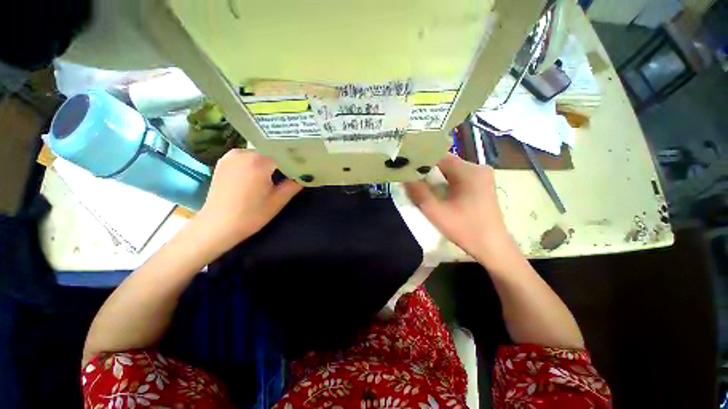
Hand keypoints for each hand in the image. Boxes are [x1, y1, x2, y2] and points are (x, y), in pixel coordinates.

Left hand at [194, 149, 301, 252]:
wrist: (218, 226)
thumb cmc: (251, 215)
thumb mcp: (279, 200)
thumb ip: (294, 184)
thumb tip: (306, 174)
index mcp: (259, 161)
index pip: (284, 154)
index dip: (295, 161)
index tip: (302, 168)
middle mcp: (244, 152)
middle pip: (271, 152)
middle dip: (282, 162)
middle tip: (291, 174)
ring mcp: (231, 155)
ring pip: (259, 154)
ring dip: (269, 163)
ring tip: (274, 176)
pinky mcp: (224, 161)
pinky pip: (247, 157)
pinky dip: (256, 163)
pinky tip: (258, 176)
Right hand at [404, 153, 514, 262]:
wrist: (492, 247)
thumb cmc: (465, 229)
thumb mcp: (436, 211)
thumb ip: (418, 192)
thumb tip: (405, 177)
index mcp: (469, 171)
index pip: (439, 156)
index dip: (421, 161)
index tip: (407, 168)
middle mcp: (478, 168)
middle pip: (446, 163)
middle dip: (428, 170)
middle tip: (412, 179)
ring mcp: (482, 177)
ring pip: (452, 171)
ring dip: (437, 177)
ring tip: (422, 186)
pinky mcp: (482, 186)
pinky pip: (459, 178)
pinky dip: (446, 182)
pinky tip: (439, 193)